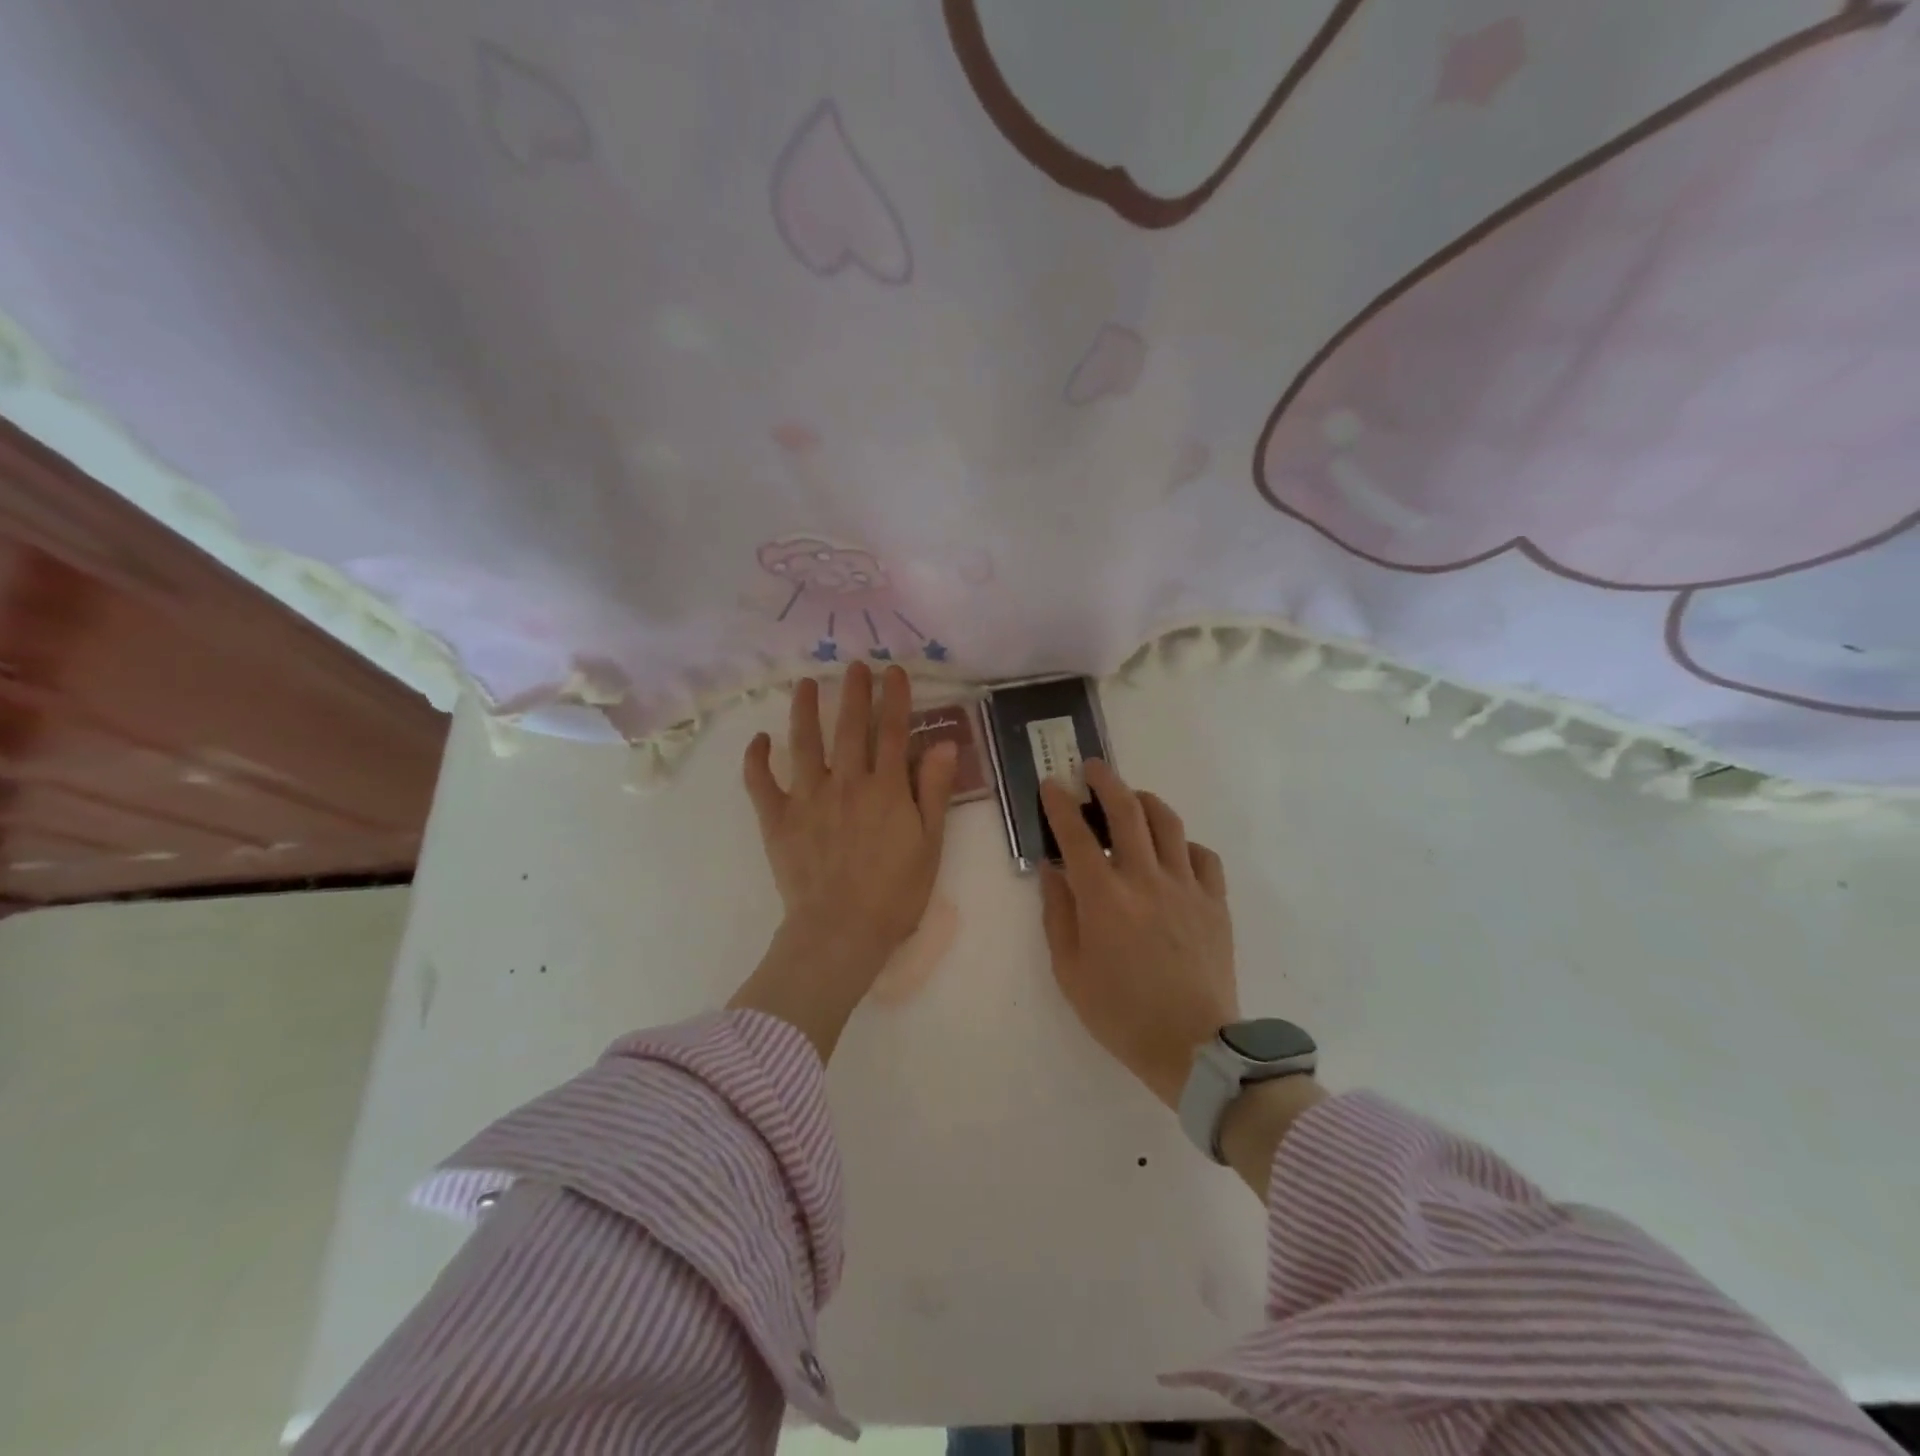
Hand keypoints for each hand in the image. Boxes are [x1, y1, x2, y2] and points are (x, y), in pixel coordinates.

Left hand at [728, 661, 958, 1061]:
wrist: (841, 931)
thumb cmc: (894, 894)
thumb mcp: (930, 844)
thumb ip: (934, 792)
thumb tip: (943, 744)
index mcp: (886, 788)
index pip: (893, 732)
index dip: (895, 699)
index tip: (894, 671)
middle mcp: (846, 782)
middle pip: (850, 727)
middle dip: (854, 692)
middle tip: (853, 665)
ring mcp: (807, 798)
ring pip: (804, 743)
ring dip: (805, 710)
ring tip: (806, 684)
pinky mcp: (777, 819)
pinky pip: (761, 783)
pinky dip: (757, 760)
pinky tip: (759, 739)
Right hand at [1038, 760, 1239, 1109]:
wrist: (1193, 1047)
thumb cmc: (1120, 1014)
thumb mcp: (1070, 971)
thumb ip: (1058, 914)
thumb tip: (1053, 871)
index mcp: (1104, 897)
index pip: (1076, 833)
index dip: (1060, 803)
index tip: (1051, 784)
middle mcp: (1145, 879)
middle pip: (1126, 811)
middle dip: (1106, 781)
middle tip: (1093, 767)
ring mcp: (1185, 887)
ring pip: (1168, 822)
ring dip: (1145, 800)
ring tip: (1133, 797)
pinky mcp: (1215, 901)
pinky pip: (1202, 855)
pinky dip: (1183, 844)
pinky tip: (1173, 852)